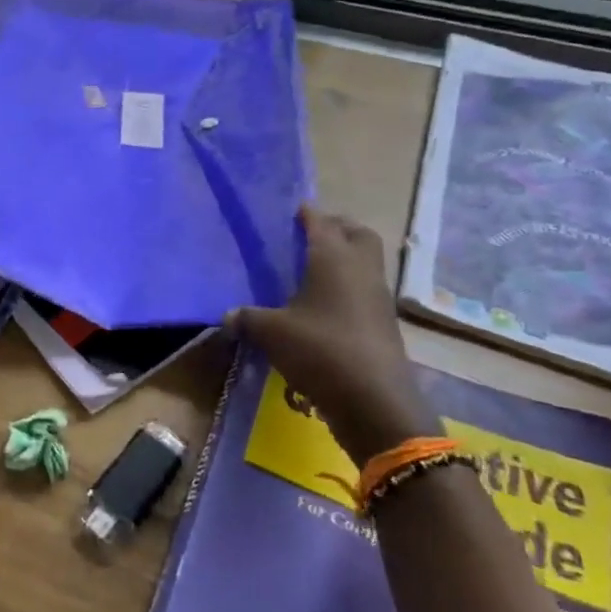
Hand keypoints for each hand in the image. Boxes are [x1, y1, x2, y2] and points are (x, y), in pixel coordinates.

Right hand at [225, 206, 438, 465]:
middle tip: (307, 236)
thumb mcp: (271, 332)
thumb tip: (228, 315)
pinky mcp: (382, 323)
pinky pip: (364, 291)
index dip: (306, 213)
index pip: (321, 222)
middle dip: (335, 228)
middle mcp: (361, 269)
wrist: (373, 401)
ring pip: (365, 263)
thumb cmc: (319, 350)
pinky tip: (322, 306)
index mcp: (334, 258)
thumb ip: (247, 318)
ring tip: (311, 271)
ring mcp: (377, 297)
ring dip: (344, 259)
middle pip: (357, 234)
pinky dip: (347, 288)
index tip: (290, 210)